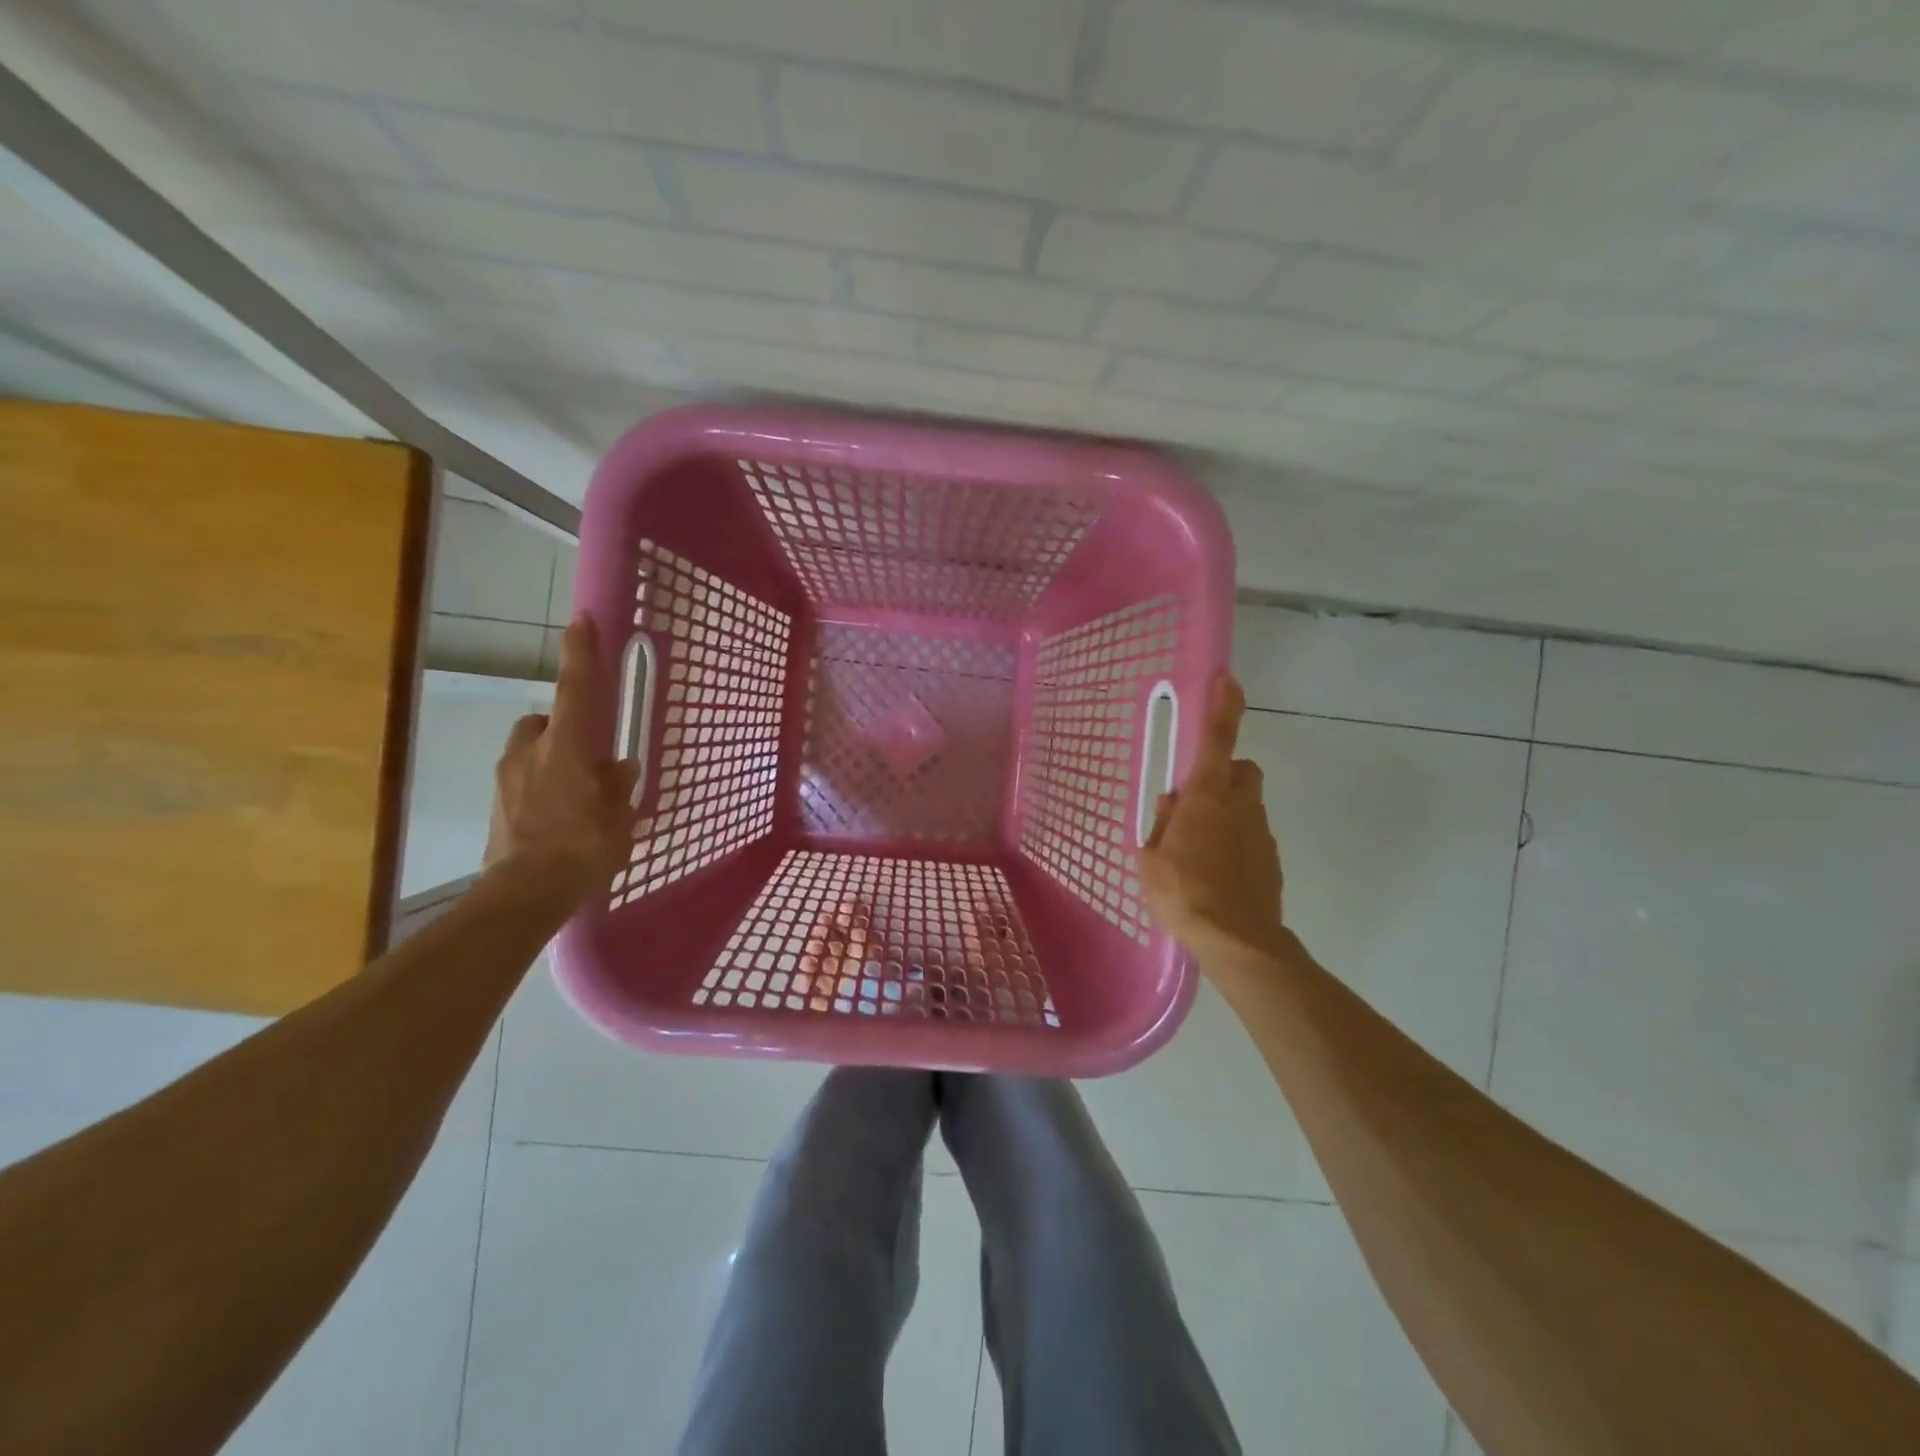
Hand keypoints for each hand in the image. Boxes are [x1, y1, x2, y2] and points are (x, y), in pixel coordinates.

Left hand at [483, 614, 638, 904]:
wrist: (525, 893)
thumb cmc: (583, 847)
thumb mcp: (618, 816)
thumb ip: (619, 785)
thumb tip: (621, 766)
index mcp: (567, 747)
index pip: (576, 689)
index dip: (580, 653)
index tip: (581, 621)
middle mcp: (531, 752)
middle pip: (544, 721)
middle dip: (563, 727)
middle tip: (588, 753)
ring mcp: (507, 778)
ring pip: (530, 750)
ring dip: (550, 758)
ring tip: (574, 791)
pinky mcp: (496, 804)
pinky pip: (521, 780)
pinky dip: (538, 786)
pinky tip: (556, 815)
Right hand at [1138, 675, 1287, 968]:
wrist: (1237, 941)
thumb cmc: (1183, 893)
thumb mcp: (1151, 858)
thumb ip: (1162, 823)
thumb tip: (1172, 803)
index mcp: (1206, 798)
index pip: (1217, 741)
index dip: (1223, 708)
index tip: (1228, 680)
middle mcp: (1240, 806)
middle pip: (1243, 770)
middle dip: (1225, 774)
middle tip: (1198, 800)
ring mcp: (1261, 833)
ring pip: (1248, 806)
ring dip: (1228, 813)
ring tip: (1200, 851)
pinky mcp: (1272, 861)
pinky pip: (1252, 837)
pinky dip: (1237, 844)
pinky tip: (1218, 874)